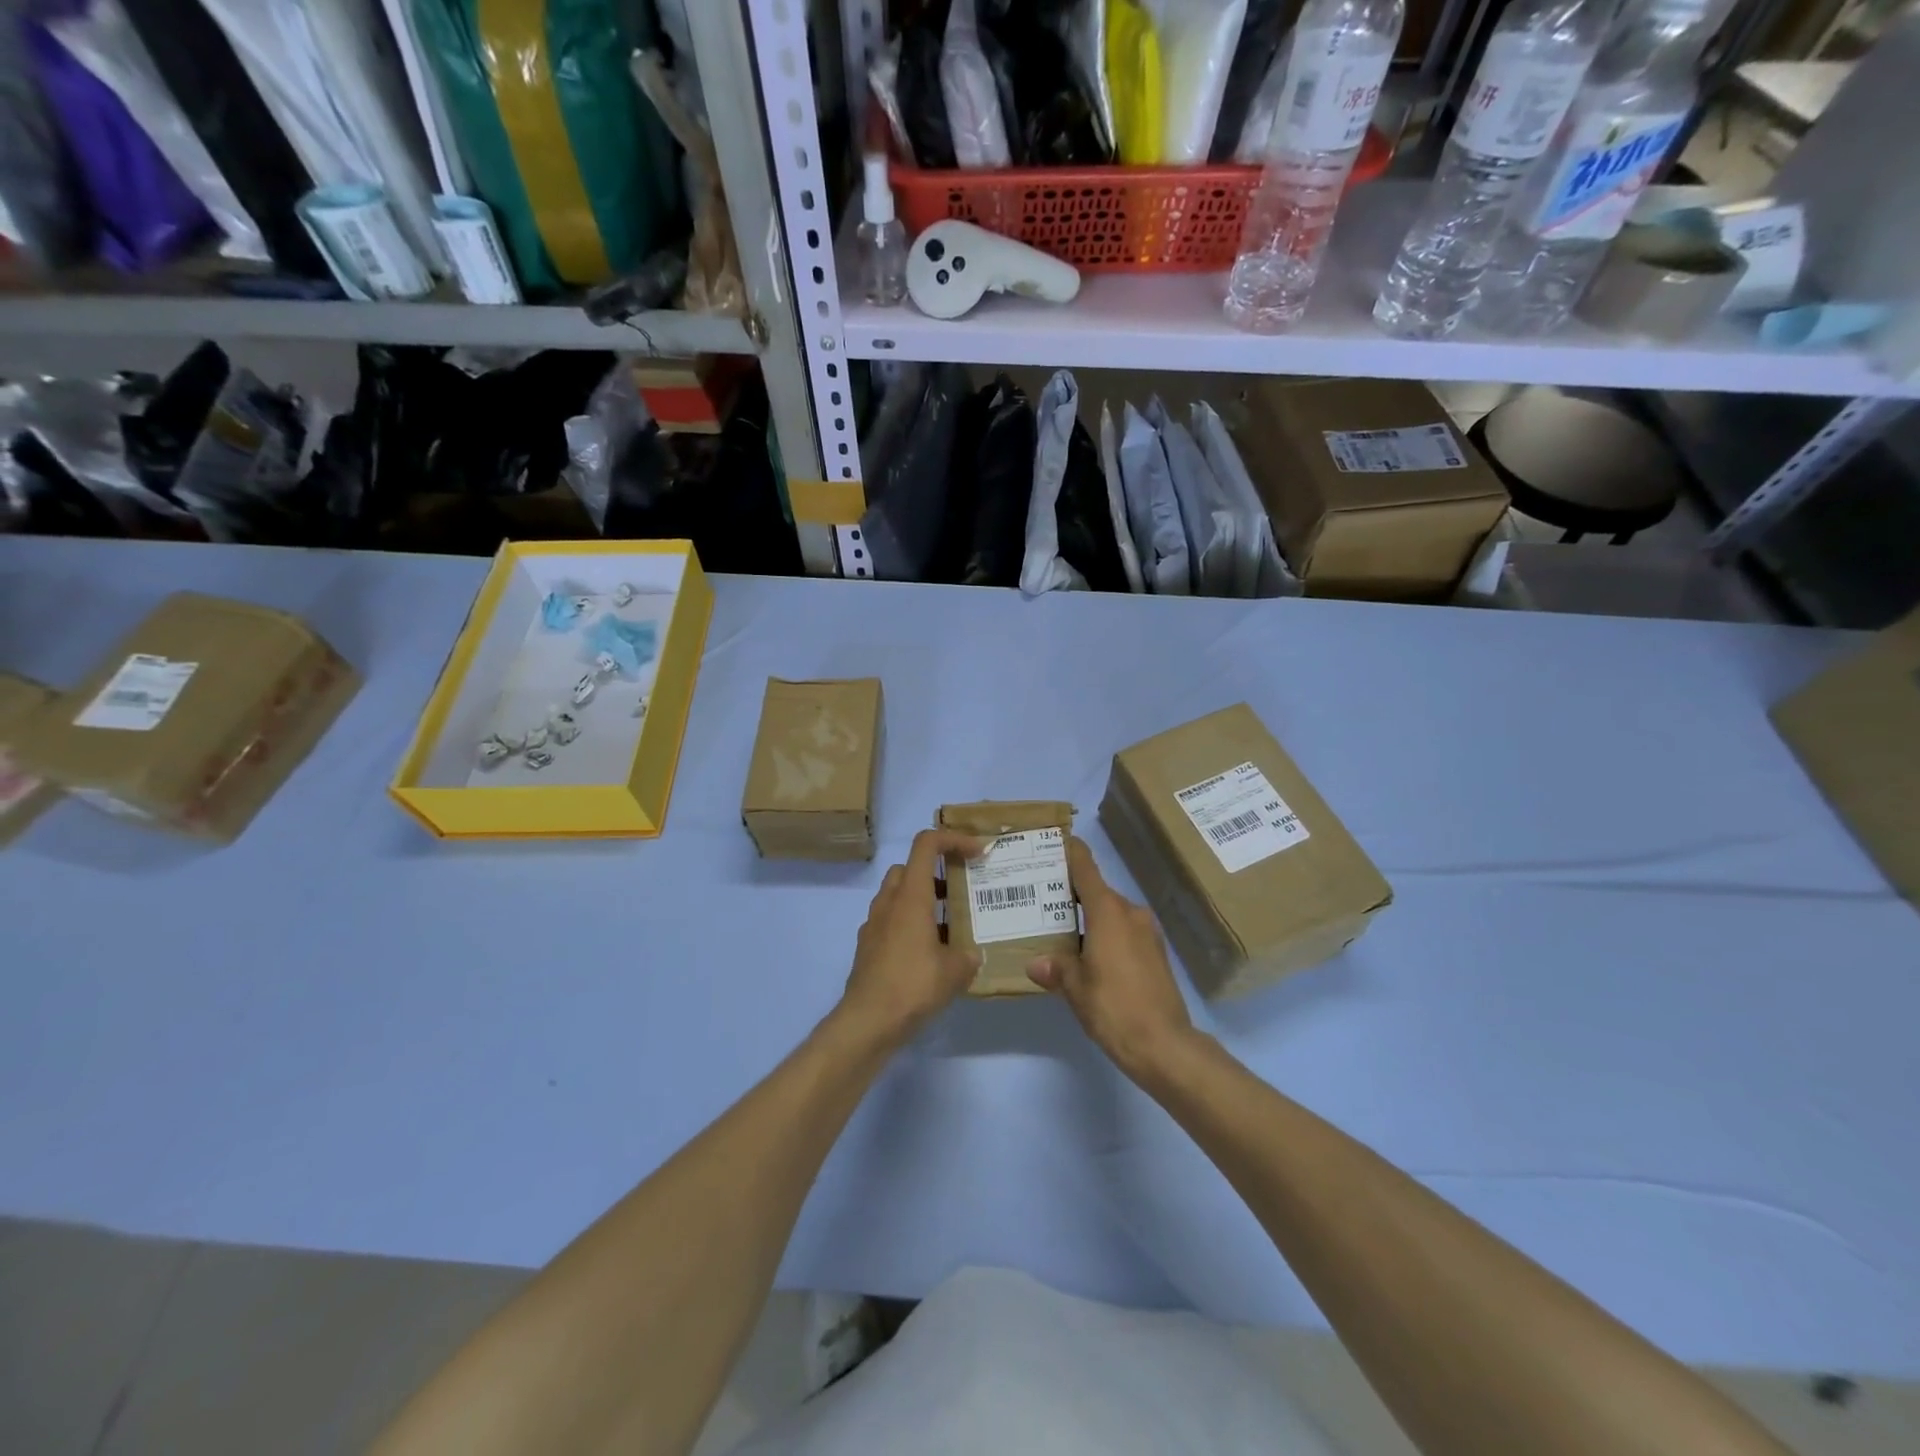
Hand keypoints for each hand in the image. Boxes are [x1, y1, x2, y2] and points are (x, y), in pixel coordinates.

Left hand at [836, 829, 985, 1048]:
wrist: (867, 1022)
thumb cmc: (913, 986)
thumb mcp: (955, 971)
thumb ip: (968, 955)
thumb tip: (971, 955)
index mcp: (911, 896)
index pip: (926, 844)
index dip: (954, 839)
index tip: (977, 852)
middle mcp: (888, 902)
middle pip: (909, 868)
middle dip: (935, 872)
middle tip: (960, 891)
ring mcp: (873, 924)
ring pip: (898, 895)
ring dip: (923, 900)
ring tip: (950, 926)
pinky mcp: (868, 947)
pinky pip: (891, 921)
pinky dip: (910, 925)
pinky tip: (928, 955)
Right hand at [1028, 837, 1192, 1078]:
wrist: (1164, 1045)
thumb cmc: (1114, 1007)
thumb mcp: (1075, 988)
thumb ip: (1055, 968)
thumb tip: (1036, 963)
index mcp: (1108, 912)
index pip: (1086, 869)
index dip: (1071, 852)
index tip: (1054, 841)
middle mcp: (1130, 913)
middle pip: (1096, 892)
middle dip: (1071, 894)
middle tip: (1040, 899)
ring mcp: (1147, 932)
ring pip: (1111, 914)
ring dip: (1089, 918)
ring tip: (1059, 932)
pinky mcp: (1156, 953)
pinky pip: (1124, 932)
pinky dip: (1105, 935)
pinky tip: (1088, 956)